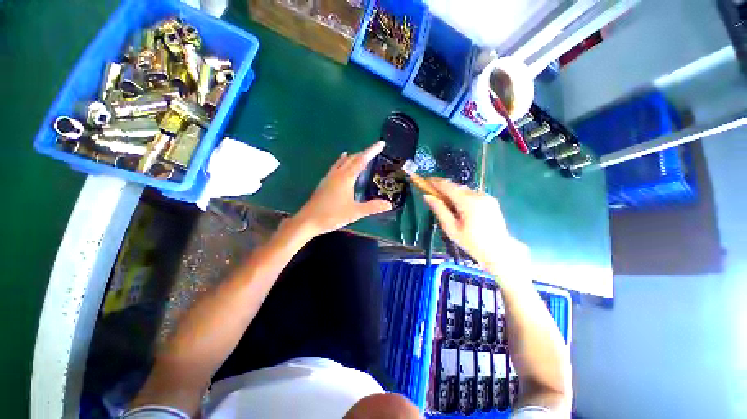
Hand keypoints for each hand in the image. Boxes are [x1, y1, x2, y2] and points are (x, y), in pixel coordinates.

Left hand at [292, 141, 391, 235]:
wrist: (308, 220)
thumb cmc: (332, 215)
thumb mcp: (355, 212)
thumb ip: (372, 207)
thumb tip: (389, 204)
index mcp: (346, 178)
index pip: (362, 160)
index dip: (372, 151)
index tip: (381, 143)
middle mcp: (337, 174)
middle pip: (352, 159)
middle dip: (364, 153)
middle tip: (374, 150)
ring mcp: (329, 178)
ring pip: (343, 162)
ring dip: (353, 157)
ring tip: (360, 154)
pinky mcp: (324, 183)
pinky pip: (336, 167)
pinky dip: (342, 162)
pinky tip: (341, 165)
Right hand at [422, 178, 529, 281]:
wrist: (499, 251)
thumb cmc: (472, 242)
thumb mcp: (451, 228)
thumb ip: (439, 209)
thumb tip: (427, 196)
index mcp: (468, 202)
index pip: (448, 187)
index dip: (436, 182)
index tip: (426, 180)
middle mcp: (478, 195)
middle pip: (457, 187)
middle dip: (445, 188)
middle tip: (434, 194)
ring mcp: (486, 197)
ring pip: (465, 190)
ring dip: (454, 193)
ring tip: (447, 203)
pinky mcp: (491, 200)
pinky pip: (472, 194)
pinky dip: (463, 197)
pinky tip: (460, 207)